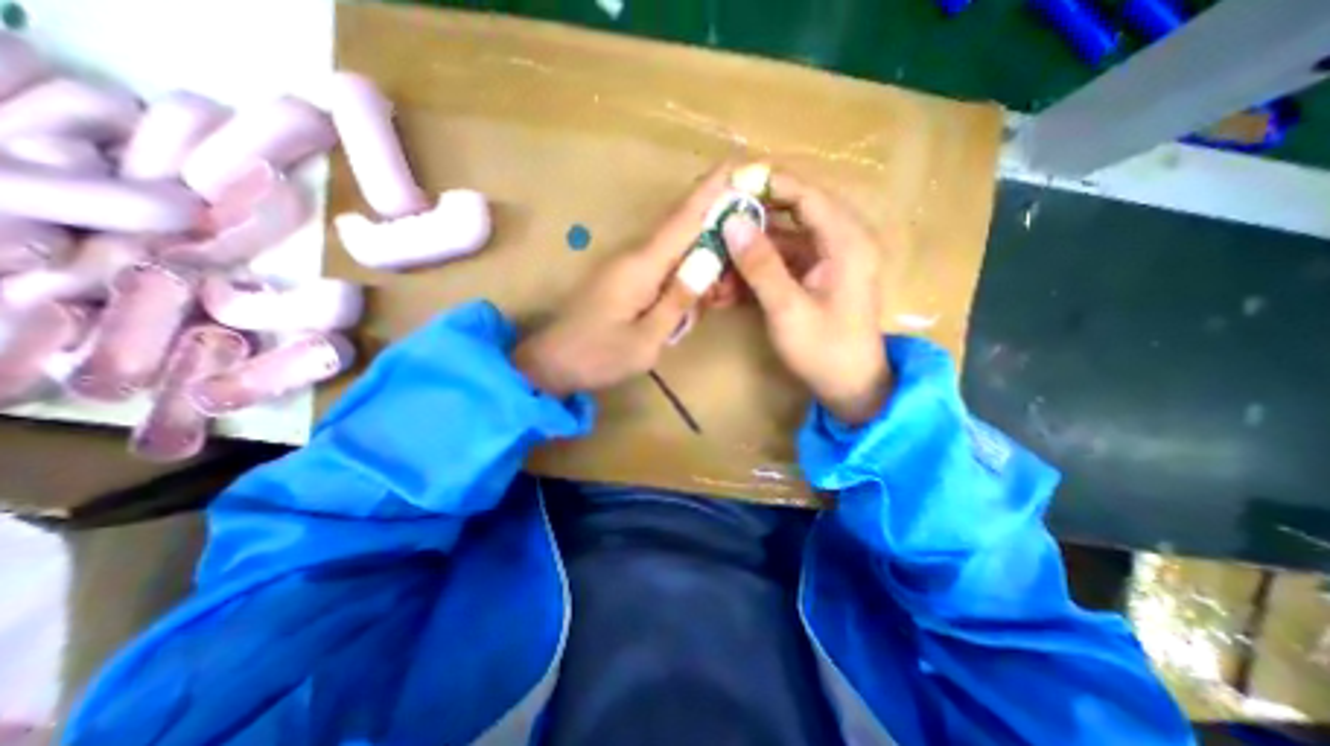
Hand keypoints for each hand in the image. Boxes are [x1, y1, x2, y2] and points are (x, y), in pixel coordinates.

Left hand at [513, 166, 732, 396]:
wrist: (553, 363)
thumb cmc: (599, 356)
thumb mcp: (646, 339)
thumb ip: (678, 301)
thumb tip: (708, 261)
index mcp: (641, 266)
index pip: (682, 218)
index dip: (711, 191)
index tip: (738, 164)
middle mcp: (634, 256)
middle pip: (680, 226)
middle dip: (714, 219)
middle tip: (748, 227)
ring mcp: (626, 265)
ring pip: (673, 246)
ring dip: (701, 250)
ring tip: (726, 273)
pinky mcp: (624, 278)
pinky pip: (662, 264)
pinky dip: (685, 269)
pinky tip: (698, 288)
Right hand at [723, 170, 885, 425]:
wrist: (849, 388)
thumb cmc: (825, 350)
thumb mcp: (788, 308)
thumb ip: (760, 265)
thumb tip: (731, 222)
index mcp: (846, 241)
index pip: (806, 194)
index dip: (768, 184)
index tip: (729, 185)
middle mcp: (839, 242)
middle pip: (790, 215)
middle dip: (749, 222)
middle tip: (713, 224)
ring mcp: (824, 261)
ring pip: (779, 243)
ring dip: (746, 255)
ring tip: (713, 267)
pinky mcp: (812, 279)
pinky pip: (780, 265)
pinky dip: (754, 273)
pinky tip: (727, 289)